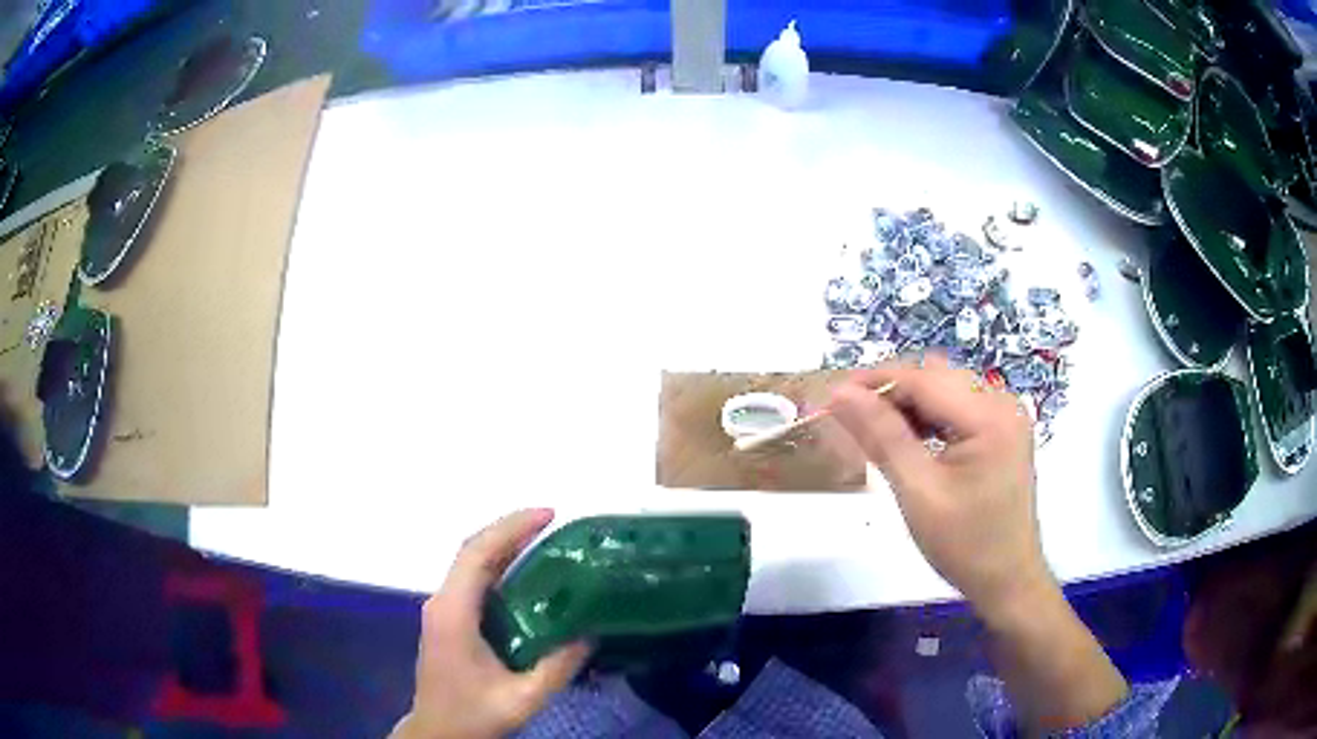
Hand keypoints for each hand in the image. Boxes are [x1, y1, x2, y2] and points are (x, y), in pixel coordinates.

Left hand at [392, 509, 590, 738]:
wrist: (437, 732)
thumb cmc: (474, 714)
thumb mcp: (523, 698)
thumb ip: (558, 667)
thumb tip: (591, 632)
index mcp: (454, 613)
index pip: (478, 555)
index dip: (511, 529)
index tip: (548, 515)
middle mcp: (442, 602)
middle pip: (472, 551)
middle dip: (510, 529)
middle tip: (553, 522)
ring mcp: (442, 609)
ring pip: (471, 563)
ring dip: (503, 545)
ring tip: (544, 539)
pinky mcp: (447, 619)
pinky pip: (472, 580)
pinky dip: (497, 565)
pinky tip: (525, 573)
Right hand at [830, 354, 1052, 619]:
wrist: (1007, 580)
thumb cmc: (964, 545)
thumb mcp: (918, 492)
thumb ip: (881, 437)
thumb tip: (840, 393)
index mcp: (989, 416)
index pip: (923, 379)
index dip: (874, 382)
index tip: (831, 398)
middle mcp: (1002, 403)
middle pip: (935, 378)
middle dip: (890, 392)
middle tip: (849, 419)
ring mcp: (1005, 416)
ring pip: (945, 389)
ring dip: (908, 404)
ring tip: (874, 431)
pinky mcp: (1002, 430)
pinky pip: (958, 407)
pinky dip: (929, 417)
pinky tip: (908, 439)